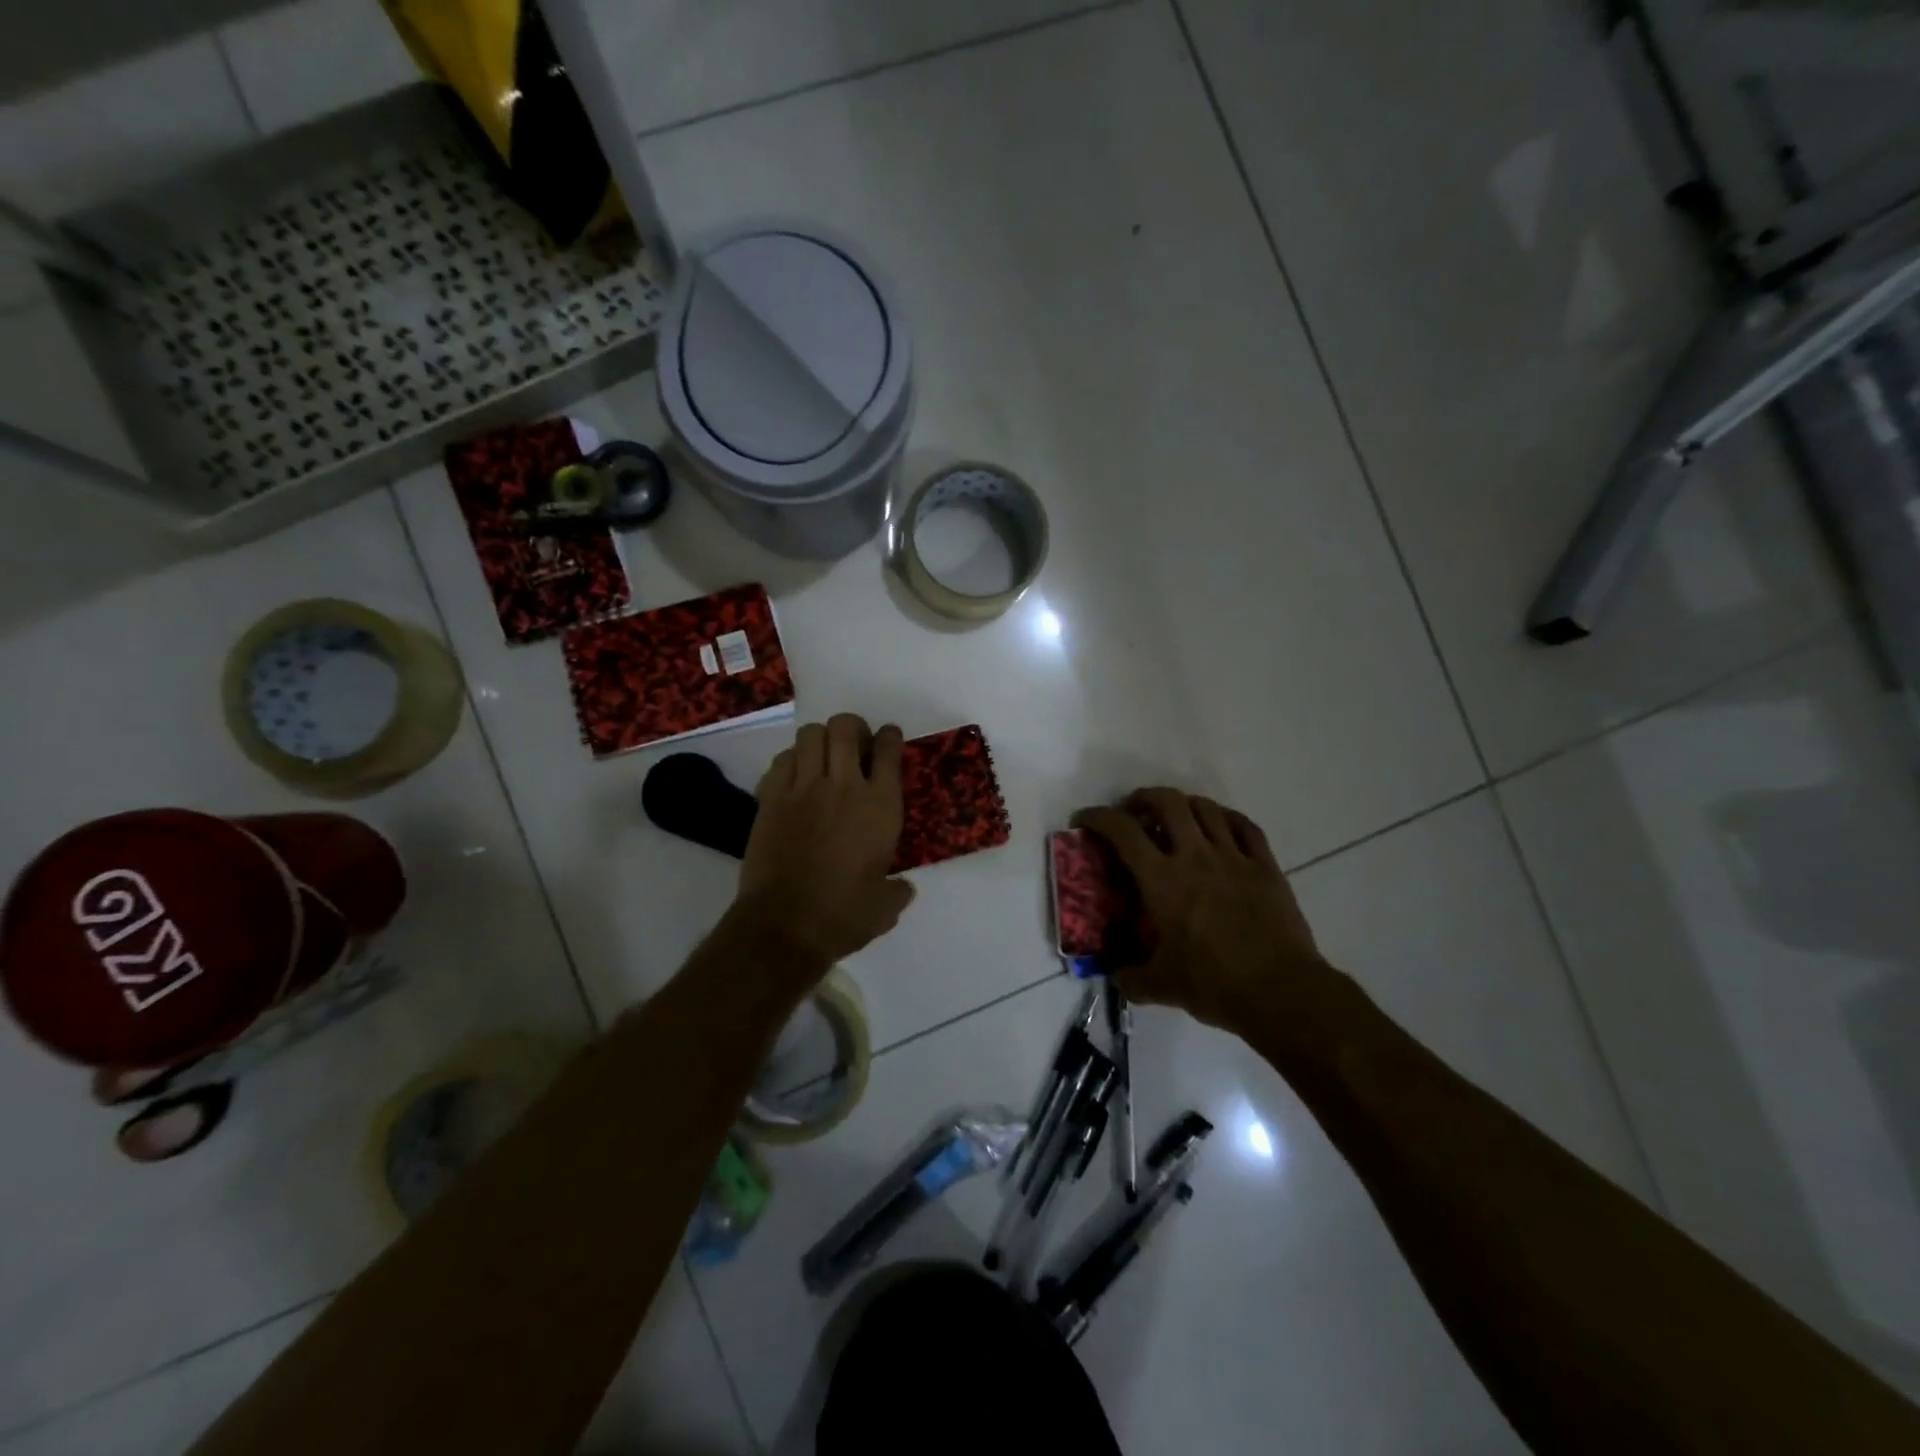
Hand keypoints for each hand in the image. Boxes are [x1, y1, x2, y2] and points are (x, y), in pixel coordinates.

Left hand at [733, 714, 916, 971]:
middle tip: (854, 746)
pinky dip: (792, 760)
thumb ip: (898, 891)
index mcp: (880, 807)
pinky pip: (782, 759)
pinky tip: (796, 777)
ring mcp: (803, 788)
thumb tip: (904, 888)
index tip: (887, 739)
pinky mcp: (771, 799)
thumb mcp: (884, 907)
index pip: (888, 750)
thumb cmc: (842, 916)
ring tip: (823, 757)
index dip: (889, 738)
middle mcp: (844, 786)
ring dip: (821, 739)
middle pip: (846, 727)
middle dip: (853, 728)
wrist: (784, 926)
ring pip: (811, 735)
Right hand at [1074, 788, 1330, 1033]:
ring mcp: (1234, 857)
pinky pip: (1245, 826)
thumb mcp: (1161, 986)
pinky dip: (1226, 818)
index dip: (1097, 817)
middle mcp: (1195, 856)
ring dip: (1184, 805)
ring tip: (1176, 817)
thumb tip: (1116, 975)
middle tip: (1134, 812)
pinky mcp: (1266, 866)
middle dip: (1144, 798)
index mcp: (1162, 880)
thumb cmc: (1214, 985)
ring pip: (1206, 808)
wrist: (1282, 993)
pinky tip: (1220, 826)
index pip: (1122, 831)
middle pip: (1167, 802)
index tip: (1084, 820)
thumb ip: (1131, 978)